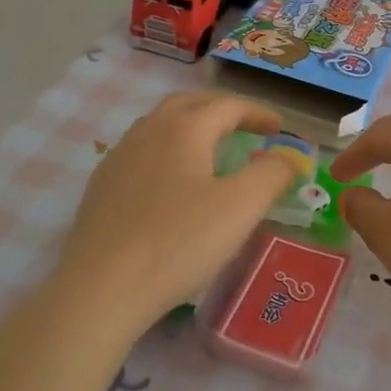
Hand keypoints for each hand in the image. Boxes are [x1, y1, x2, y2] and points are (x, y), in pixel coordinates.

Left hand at [50, 91, 301, 334]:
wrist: (101, 287)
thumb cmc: (179, 242)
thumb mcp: (241, 209)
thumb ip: (272, 175)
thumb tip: (289, 156)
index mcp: (185, 129)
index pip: (228, 106)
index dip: (257, 113)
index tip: (278, 128)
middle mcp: (149, 130)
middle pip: (189, 103)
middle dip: (221, 109)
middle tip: (245, 126)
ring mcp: (120, 156)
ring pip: (160, 123)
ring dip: (190, 125)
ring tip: (209, 147)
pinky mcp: (101, 185)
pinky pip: (140, 150)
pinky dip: (165, 149)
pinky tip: (169, 179)